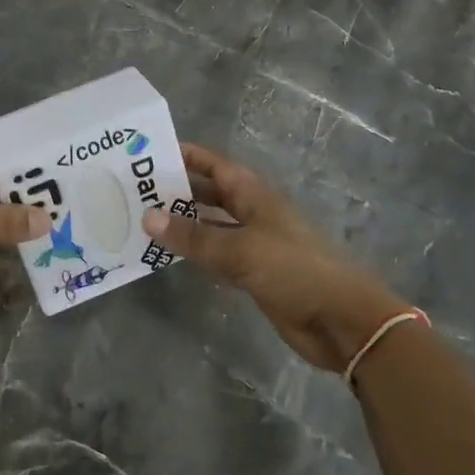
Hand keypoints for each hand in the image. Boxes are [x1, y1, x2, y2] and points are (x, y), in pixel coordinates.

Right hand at [143, 142, 411, 371]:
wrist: (340, 320)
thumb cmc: (293, 271)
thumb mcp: (239, 249)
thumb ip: (193, 236)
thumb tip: (148, 217)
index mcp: (254, 194)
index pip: (214, 165)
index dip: (186, 156)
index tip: (149, 153)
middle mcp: (252, 213)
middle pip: (209, 194)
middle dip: (177, 190)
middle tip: (135, 190)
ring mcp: (254, 243)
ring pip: (210, 226)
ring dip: (183, 224)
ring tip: (142, 220)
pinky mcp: (254, 273)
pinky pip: (216, 255)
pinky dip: (195, 253)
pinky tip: (169, 255)